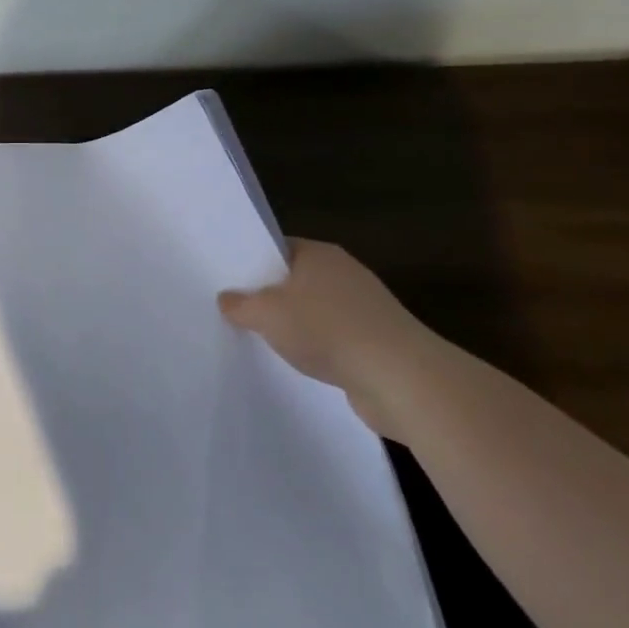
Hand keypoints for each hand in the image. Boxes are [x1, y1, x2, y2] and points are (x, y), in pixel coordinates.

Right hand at [219, 238, 441, 437]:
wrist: (401, 380)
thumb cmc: (327, 329)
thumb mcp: (265, 313)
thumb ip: (239, 304)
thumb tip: (227, 299)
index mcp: (319, 254)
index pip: (277, 248)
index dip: (251, 261)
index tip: (228, 280)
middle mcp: (345, 273)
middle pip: (296, 279)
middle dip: (270, 296)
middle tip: (237, 311)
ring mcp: (366, 308)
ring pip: (316, 311)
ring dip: (295, 326)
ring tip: (264, 340)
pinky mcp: (379, 342)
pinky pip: (336, 339)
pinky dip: (319, 349)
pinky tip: (300, 364)